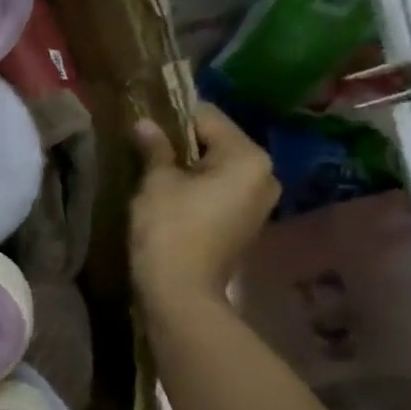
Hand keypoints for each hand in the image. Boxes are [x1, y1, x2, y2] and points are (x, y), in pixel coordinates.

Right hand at [129, 104, 277, 314]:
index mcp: (248, 158)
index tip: (146, 123)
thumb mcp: (156, 183)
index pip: (209, 118)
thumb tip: (145, 124)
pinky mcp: (247, 223)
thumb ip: (155, 148)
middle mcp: (265, 175)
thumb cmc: (168, 230)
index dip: (173, 117)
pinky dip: (201, 188)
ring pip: (221, 168)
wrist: (180, 292)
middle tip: (148, 148)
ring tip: (158, 172)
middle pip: (219, 143)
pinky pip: (223, 191)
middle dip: (185, 143)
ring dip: (192, 167)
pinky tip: (174, 197)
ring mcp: (261, 203)